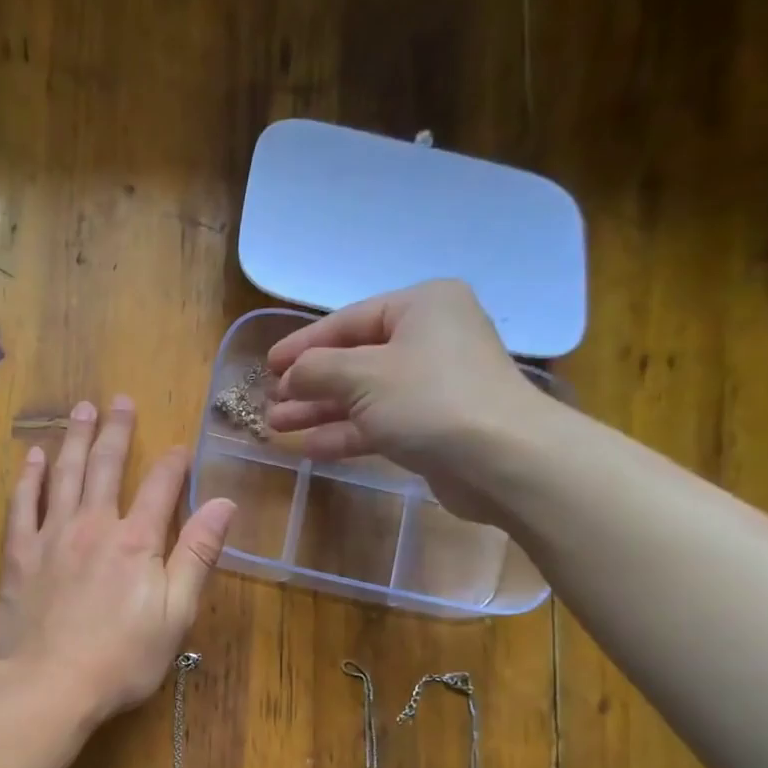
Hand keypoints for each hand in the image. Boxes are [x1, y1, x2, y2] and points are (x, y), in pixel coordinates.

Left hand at [0, 397, 235, 723]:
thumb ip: (198, 555)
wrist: (50, 684)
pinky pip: (22, 505)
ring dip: (75, 440)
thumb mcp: (176, 613)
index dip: (174, 464)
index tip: (180, 447)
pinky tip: (33, 457)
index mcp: (136, 541)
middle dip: (117, 431)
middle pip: (108, 467)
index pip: (162, 487)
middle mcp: (94, 526)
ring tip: (81, 410)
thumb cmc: (122, 658)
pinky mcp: (18, 555)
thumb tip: (225, 503)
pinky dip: (29, 478)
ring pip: (65, 475)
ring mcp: (51, 537)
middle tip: (119, 400)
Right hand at [264, 279, 552, 522]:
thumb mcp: (362, 376)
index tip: (267, 365)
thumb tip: (292, 375)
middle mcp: (429, 339)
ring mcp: (432, 385)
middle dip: (309, 383)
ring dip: (319, 410)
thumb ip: (317, 370)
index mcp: (420, 307)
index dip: (303, 344)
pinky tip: (309, 446)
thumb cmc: (429, 400)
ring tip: (277, 425)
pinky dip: (344, 432)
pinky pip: (378, 423)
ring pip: (362, 395)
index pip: (348, 320)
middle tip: (270, 401)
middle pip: (354, 359)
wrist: (501, 460)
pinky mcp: (431, 426)